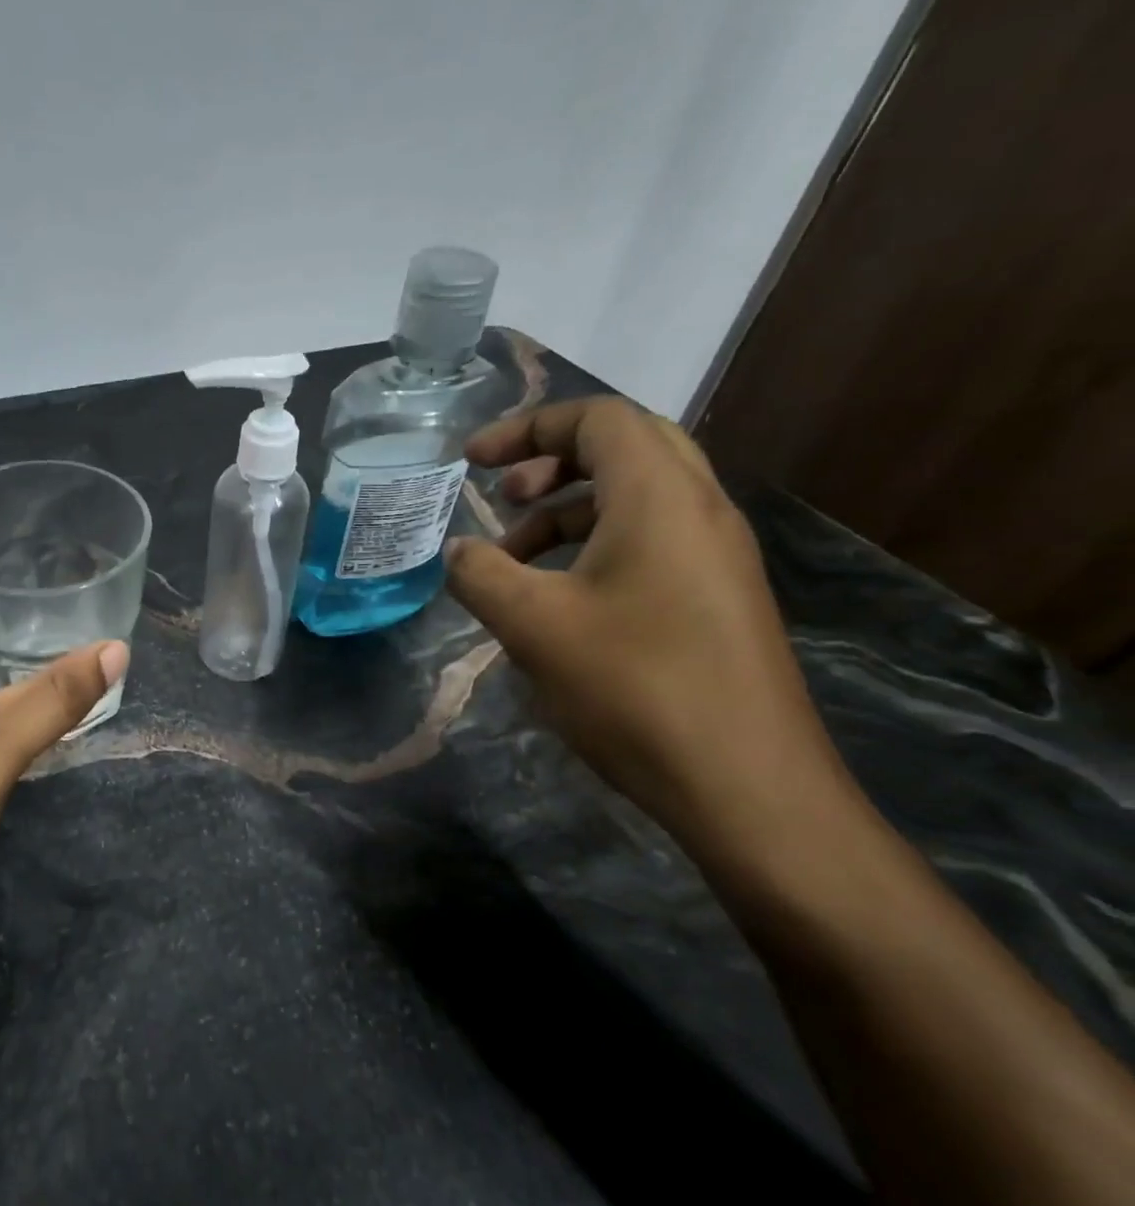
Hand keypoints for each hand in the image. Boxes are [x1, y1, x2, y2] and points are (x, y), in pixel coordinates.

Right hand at [444, 398, 846, 852]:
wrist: (745, 785)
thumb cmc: (634, 687)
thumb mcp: (534, 625)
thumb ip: (482, 574)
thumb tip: (459, 551)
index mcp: (661, 497)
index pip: (598, 419)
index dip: (527, 428)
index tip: (470, 461)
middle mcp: (699, 510)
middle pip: (625, 446)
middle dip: (552, 460)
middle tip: (503, 495)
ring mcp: (715, 555)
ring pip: (636, 497)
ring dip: (569, 510)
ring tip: (515, 555)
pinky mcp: (716, 597)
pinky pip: (650, 540)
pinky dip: (594, 546)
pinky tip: (557, 598)